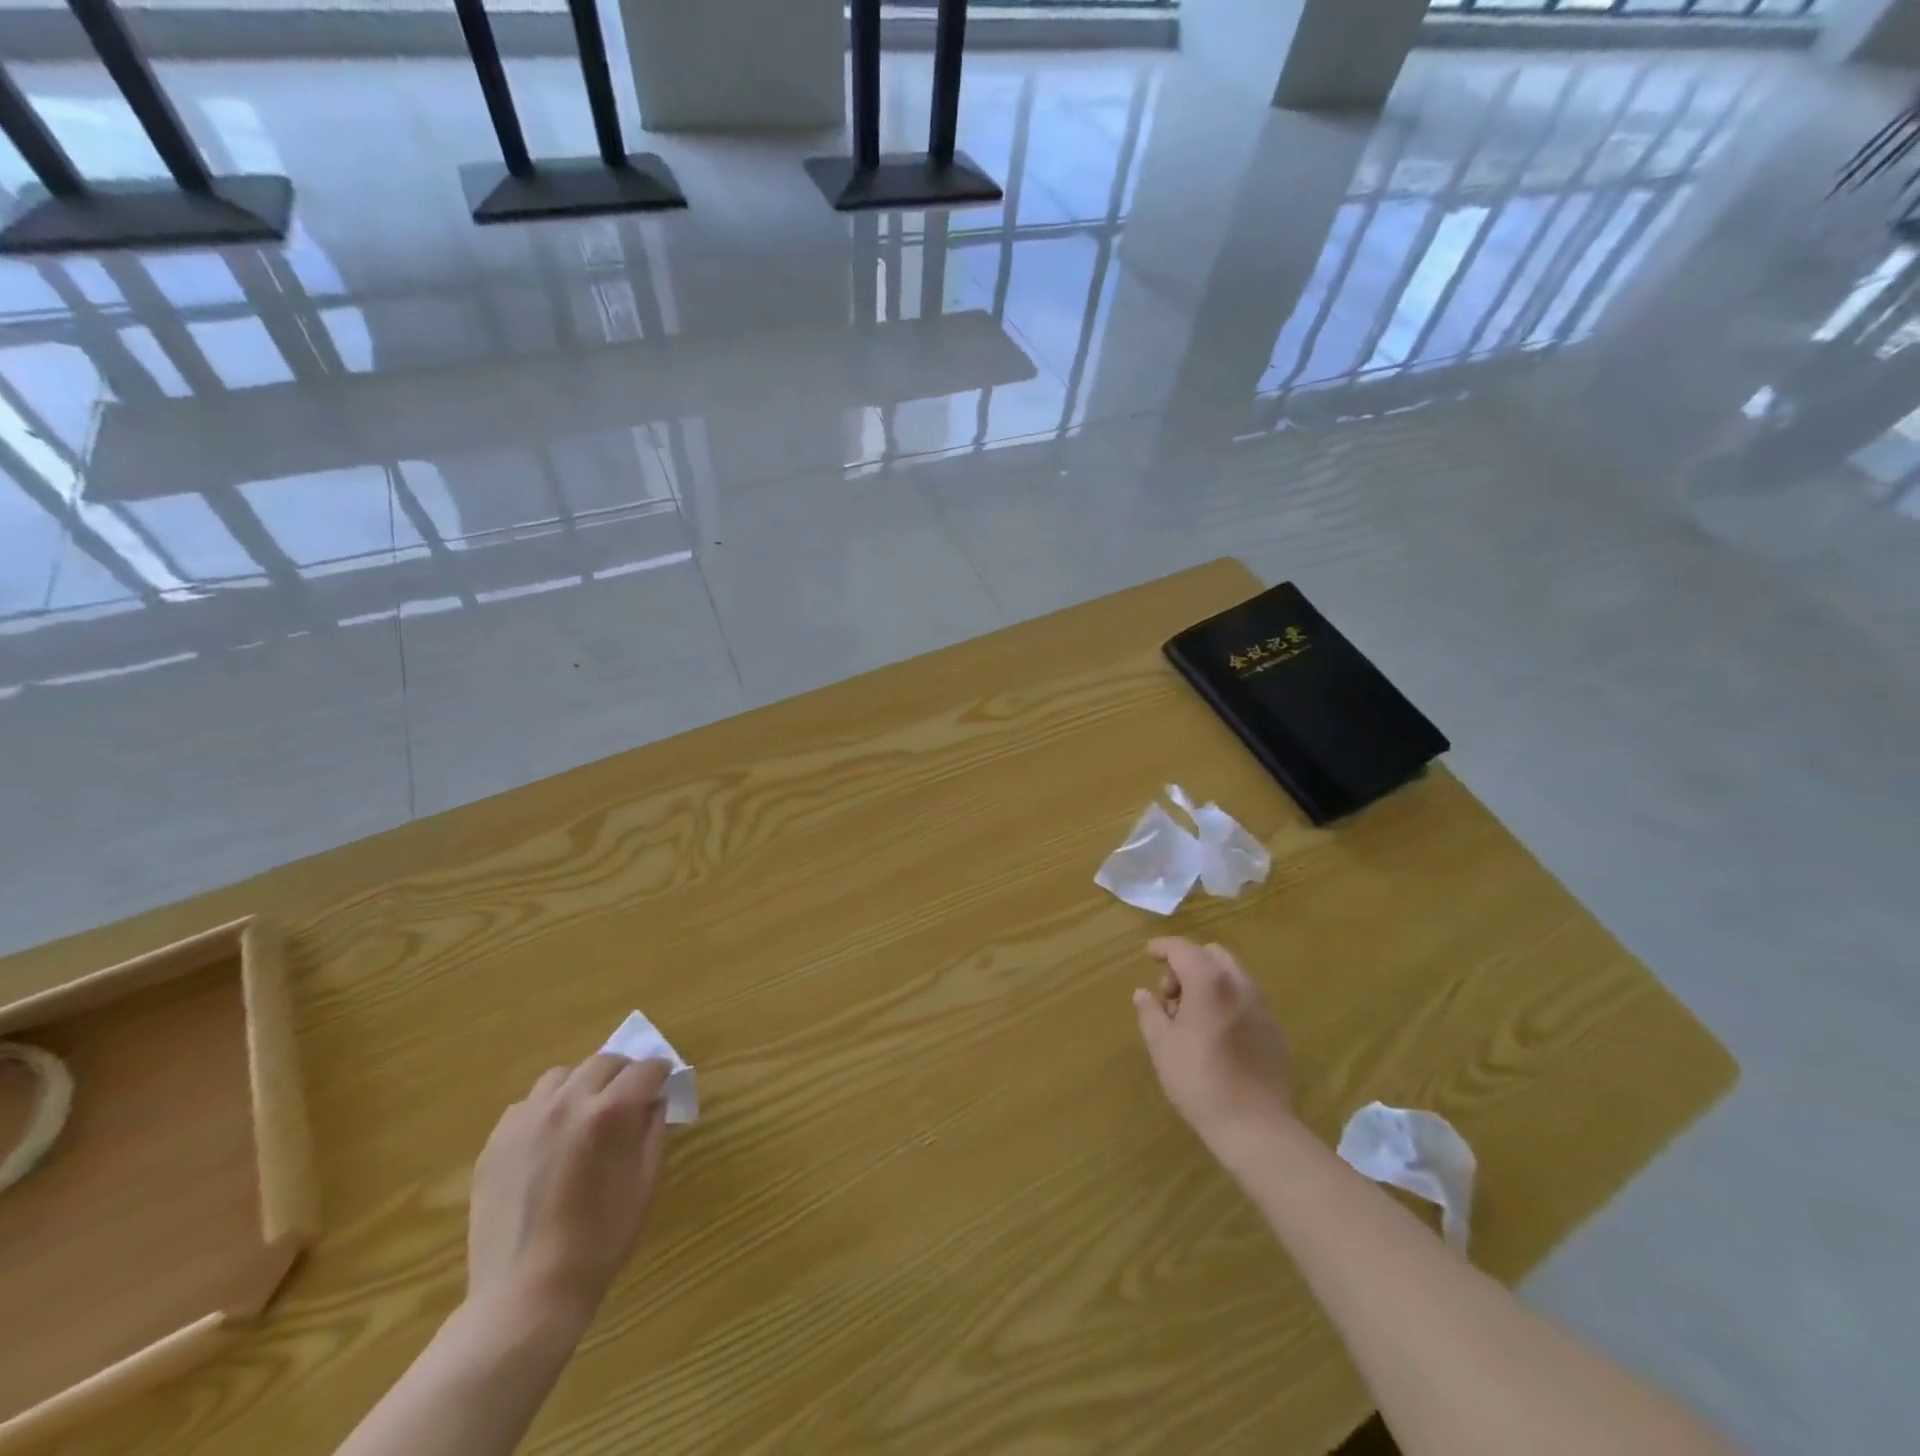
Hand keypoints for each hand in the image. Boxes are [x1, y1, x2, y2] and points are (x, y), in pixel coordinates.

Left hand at [467, 1055, 671, 1334]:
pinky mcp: (496, 1142)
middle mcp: (566, 1103)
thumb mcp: (644, 1182)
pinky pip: (528, 1104)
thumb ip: (653, 1131)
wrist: (526, 1295)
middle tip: (631, 1097)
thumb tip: (655, 1102)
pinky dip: (548, 1108)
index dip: (660, 1073)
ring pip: (562, 1076)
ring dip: (583, 1085)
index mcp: (609, 1113)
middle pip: (604, 1062)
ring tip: (587, 1114)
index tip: (664, 1084)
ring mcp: (525, 1120)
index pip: (645, 1070)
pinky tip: (552, 1139)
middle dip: (624, 1073)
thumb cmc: (599, 1242)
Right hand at [1133, 938, 1291, 1148]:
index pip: (1182, 948)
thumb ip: (1149, 1012)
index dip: (1163, 947)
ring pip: (1233, 975)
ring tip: (1192, 1017)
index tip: (1149, 955)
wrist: (1254, 1126)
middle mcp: (1240, 984)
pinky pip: (1247, 999)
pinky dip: (1228, 1001)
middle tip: (1170, 996)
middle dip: (1187, 964)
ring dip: (1209, 982)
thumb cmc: (1198, 1080)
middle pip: (1211, 955)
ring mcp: (1262, 1007)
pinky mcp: (1275, 1030)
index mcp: (1209, 982)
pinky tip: (1217, 1034)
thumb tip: (1143, 993)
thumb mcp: (1161, 1044)